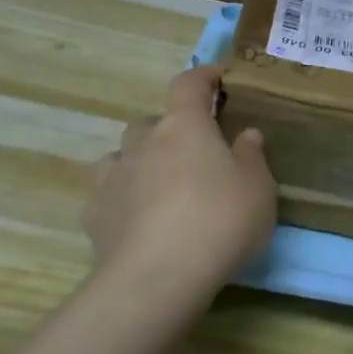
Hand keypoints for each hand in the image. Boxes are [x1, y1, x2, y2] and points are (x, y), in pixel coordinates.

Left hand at [84, 66, 276, 301]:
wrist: (157, 277)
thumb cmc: (220, 221)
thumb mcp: (258, 189)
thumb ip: (252, 157)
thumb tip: (246, 134)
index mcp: (184, 126)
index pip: (189, 85)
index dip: (203, 76)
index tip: (217, 76)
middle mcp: (143, 142)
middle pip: (151, 121)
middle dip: (170, 128)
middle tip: (193, 151)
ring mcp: (113, 177)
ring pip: (122, 155)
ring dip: (140, 161)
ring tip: (159, 184)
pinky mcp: (95, 215)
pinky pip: (108, 195)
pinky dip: (122, 199)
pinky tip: (136, 221)